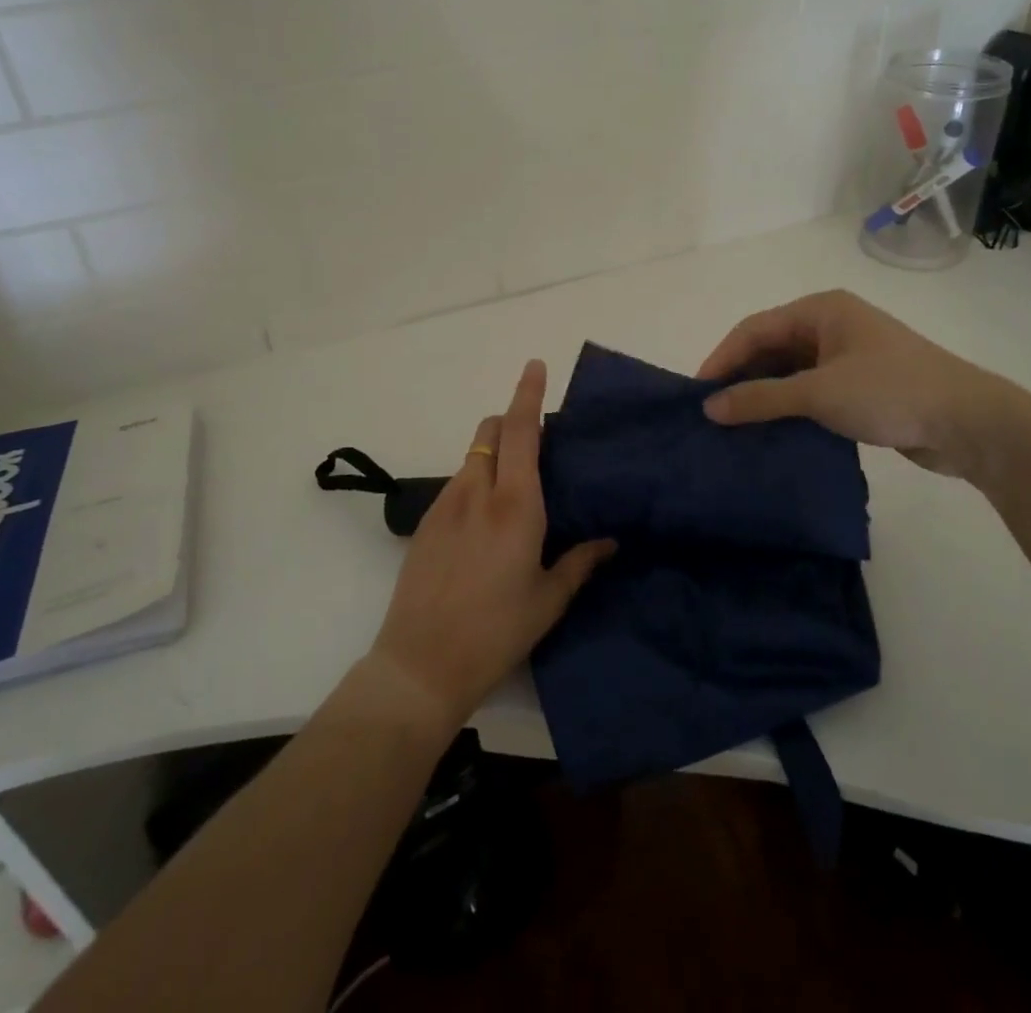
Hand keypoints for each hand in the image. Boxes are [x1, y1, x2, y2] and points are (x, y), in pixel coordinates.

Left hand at [368, 360, 614, 727]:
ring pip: (473, 456)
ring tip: (515, 490)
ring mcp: (445, 504)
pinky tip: (486, 523)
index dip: (528, 393)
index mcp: (515, 505)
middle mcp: (478, 491)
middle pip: (492, 431)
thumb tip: (610, 540)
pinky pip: (457, 484)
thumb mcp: (548, 600)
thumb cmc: (496, 632)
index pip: (522, 431)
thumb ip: (580, 562)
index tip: (535, 365)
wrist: (420, 664)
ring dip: (495, 453)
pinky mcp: (425, 523)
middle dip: (513, 422)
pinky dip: (476, 481)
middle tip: (539, 445)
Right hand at [698, 290, 1030, 481]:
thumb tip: (709, 407)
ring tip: (734, 426)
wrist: (971, 423)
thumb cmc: (890, 392)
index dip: (723, 358)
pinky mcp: (859, 386)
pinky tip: (770, 431)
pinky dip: (788, 408)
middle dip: (741, 378)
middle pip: (771, 348)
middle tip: (712, 413)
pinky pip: (809, 391)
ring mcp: (847, 356)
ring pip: (789, 372)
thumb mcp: (818, 393)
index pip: (755, 329)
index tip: (697, 393)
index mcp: (821, 310)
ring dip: (764, 396)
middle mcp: (831, 326)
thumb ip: (761, 399)